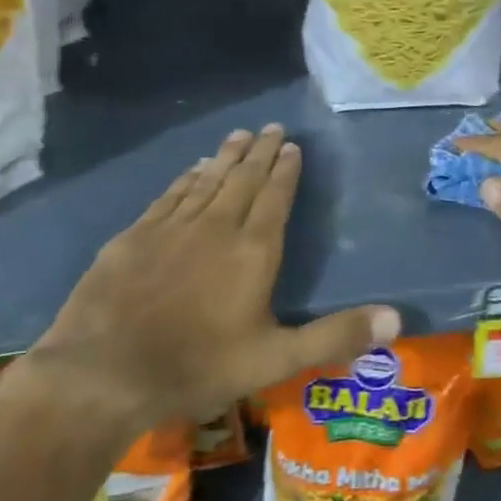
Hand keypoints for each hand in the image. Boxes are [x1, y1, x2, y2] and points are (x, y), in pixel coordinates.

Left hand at [17, 125, 400, 436]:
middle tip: (272, 127)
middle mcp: (217, 226)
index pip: (276, 197)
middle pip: (244, 179)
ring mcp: (173, 227)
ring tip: (240, 136)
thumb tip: (397, 319)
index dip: (286, 170)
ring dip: (227, 157)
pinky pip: (171, 195)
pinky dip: (187, 178)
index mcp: (254, 250)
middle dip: (261, 152)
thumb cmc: (197, 366)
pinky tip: (194, 169)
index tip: (292, 146)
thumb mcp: (275, 359)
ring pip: (208, 180)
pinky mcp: (136, 235)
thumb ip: (335, 336)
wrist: (103, 373)